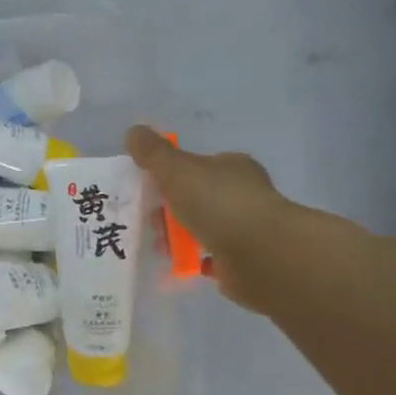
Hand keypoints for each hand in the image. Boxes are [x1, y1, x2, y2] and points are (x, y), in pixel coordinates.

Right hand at [125, 126, 291, 310]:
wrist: (261, 255)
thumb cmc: (218, 204)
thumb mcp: (177, 170)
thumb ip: (153, 153)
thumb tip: (133, 131)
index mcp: (232, 168)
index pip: (199, 165)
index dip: (171, 174)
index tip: (150, 188)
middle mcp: (242, 194)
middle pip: (195, 198)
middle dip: (168, 210)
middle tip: (152, 221)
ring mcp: (245, 229)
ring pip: (200, 228)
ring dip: (176, 236)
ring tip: (162, 246)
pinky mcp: (243, 260)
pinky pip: (209, 257)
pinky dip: (192, 259)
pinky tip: (178, 263)